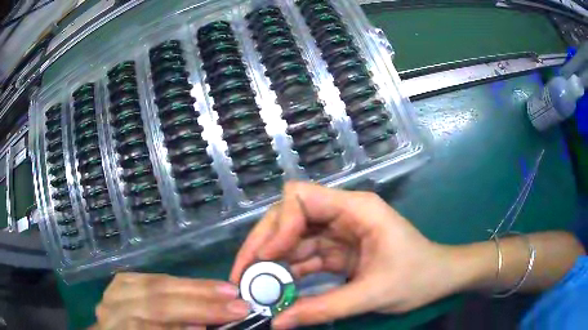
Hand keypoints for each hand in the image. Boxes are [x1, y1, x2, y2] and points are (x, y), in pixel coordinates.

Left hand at [92, 273, 249, 329]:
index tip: (232, 315)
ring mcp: (111, 295)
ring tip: (222, 289)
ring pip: (150, 283)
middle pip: (153, 301)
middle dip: (199, 301)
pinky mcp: (117, 285)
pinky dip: (172, 282)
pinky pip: (146, 277)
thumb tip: (200, 324)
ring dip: (190, 286)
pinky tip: (192, 285)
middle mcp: (110, 313)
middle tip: (236, 299)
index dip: (192, 317)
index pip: (152, 325)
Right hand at [231, 182, 460, 328]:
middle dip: (264, 244)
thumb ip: (323, 309)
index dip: (278, 225)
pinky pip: (304, 258)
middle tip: (244, 275)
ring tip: (253, 288)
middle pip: (289, 217)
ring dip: (272, 263)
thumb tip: (277, 322)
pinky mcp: (337, 252)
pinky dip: (288, 274)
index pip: (301, 197)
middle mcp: (342, 215)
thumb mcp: (372, 294)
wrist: (440, 279)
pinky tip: (275, 291)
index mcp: (356, 209)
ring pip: (292, 240)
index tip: (267, 258)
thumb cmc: (417, 277)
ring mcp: (338, 234)